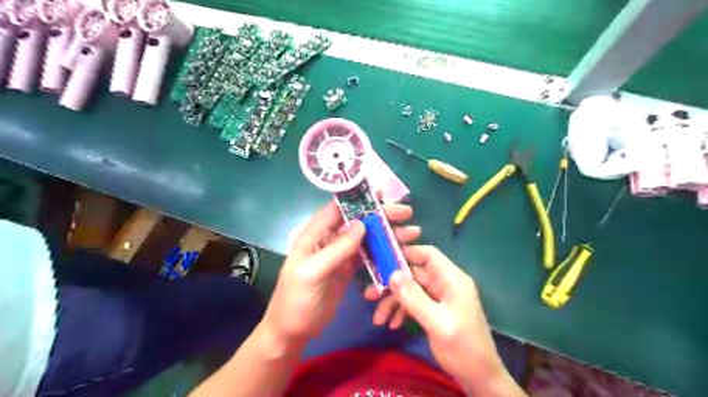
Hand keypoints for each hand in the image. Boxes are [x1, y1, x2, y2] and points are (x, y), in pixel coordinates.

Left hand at [261, 200, 415, 345]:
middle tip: (406, 213)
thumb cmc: (296, 300)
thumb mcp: (312, 272)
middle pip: (357, 221)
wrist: (293, 331)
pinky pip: (368, 255)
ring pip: (366, 237)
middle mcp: (329, 239)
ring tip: (411, 233)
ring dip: (387, 233)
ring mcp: (341, 254)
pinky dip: (383, 252)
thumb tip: (361, 224)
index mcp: (315, 234)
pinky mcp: (349, 269)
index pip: (338, 209)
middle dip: (381, 215)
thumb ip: (336, 249)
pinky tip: (399, 251)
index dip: (359, 199)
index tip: (382, 193)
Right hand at [365, 245, 518, 393]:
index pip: (428, 255)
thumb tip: (392, 274)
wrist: (480, 379)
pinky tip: (392, 324)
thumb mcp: (437, 323)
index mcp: (452, 279)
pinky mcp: (435, 311)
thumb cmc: (463, 348)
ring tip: (377, 318)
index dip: (406, 252)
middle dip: (392, 284)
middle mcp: (445, 284)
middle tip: (370, 294)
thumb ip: (414, 298)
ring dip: (394, 301)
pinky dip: (402, 311)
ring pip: (411, 290)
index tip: (381, 258)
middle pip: (414, 274)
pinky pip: (414, 304)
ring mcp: (440, 298)